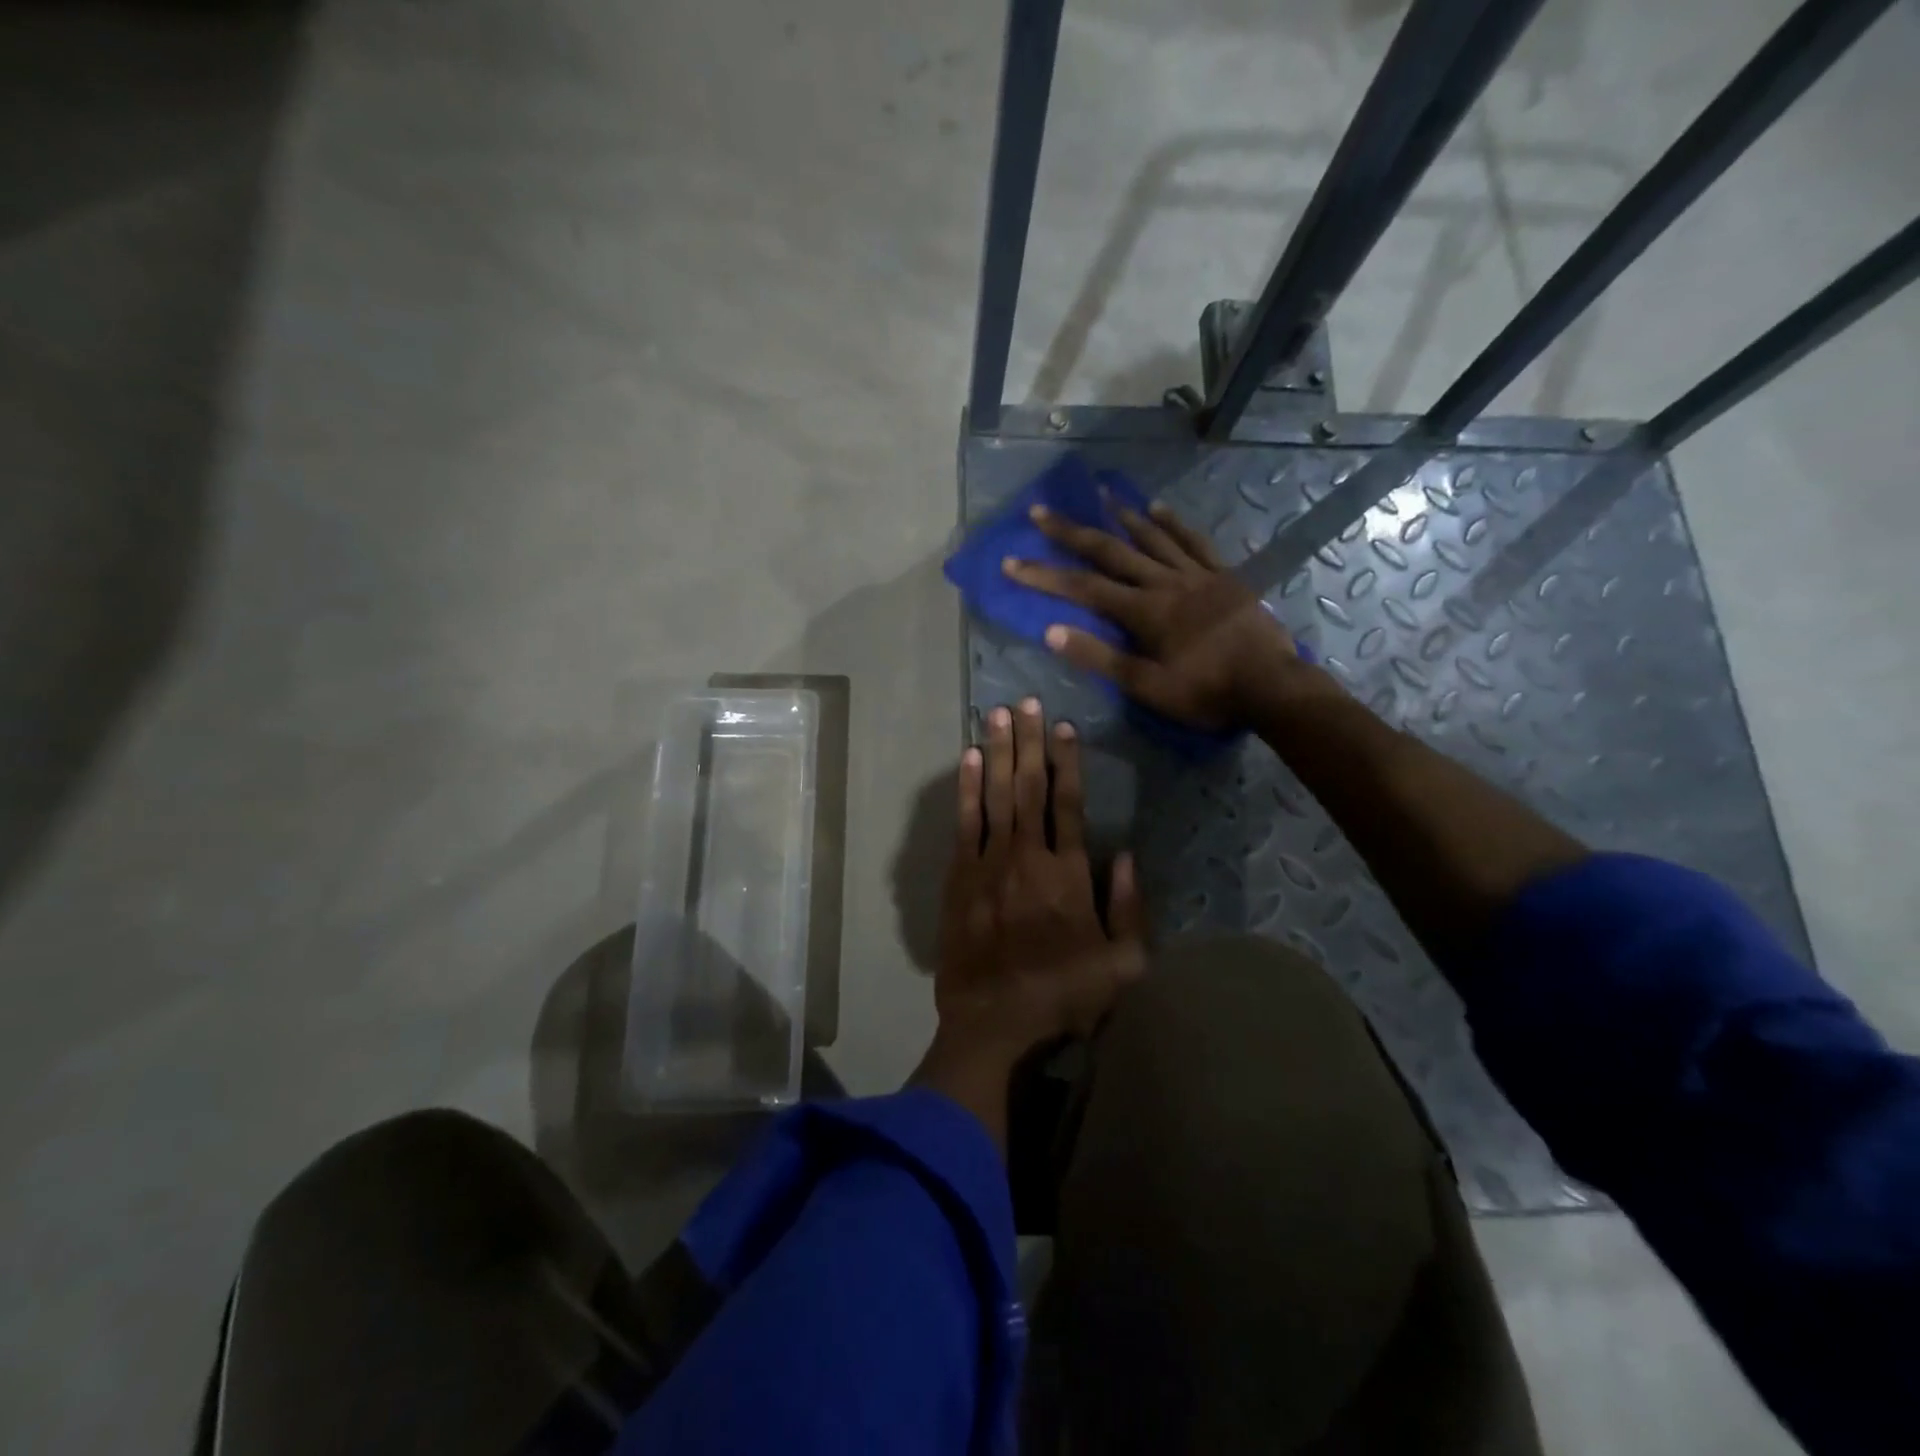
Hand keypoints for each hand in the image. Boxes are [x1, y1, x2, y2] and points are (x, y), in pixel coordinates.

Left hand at [915, 698, 1146, 1141]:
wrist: (994, 1024)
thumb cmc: (1064, 997)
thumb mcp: (1123, 965)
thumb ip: (1128, 907)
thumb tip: (1125, 854)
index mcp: (1068, 874)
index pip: (1068, 804)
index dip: (1067, 762)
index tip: (1064, 727)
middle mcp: (1027, 857)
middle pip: (1028, 787)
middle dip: (1029, 741)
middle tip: (1027, 701)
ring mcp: (988, 864)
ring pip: (995, 794)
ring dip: (997, 751)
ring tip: (998, 714)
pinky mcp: (959, 877)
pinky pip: (964, 822)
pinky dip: (967, 788)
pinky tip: (968, 759)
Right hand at [1004, 498, 1316, 730]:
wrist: (1273, 687)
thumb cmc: (1207, 692)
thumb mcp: (1148, 686)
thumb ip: (1100, 657)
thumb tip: (1052, 631)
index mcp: (1143, 612)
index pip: (1082, 588)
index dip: (1044, 576)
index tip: (1011, 562)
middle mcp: (1165, 583)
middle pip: (1110, 551)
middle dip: (1071, 533)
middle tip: (1040, 511)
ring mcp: (1196, 575)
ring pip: (1151, 537)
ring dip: (1120, 515)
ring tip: (1097, 494)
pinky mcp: (1223, 576)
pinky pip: (1194, 541)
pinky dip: (1173, 523)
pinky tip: (1158, 509)